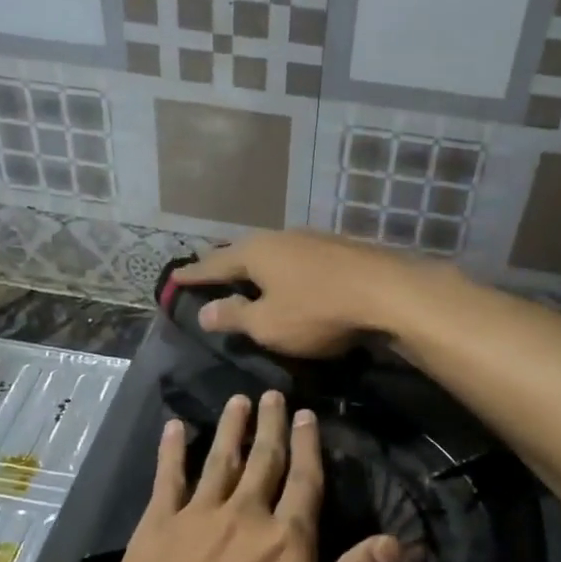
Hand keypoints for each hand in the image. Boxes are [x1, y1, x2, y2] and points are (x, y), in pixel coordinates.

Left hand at [85, 390, 401, 561]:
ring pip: (219, 460)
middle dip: (272, 426)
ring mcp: (195, 519)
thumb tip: (393, 541)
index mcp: (286, 543)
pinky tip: (174, 428)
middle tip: (273, 393)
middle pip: (264, 460)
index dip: (309, 446)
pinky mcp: (154, 530)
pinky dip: (172, 451)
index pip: (306, 482)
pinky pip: (167, 478)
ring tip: (238, 400)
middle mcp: (244, 517)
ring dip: (231, 428)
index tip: (308, 414)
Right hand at [173, 231, 421, 358]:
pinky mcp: (339, 249)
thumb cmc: (317, 310)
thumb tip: (206, 311)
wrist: (387, 292)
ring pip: (274, 252)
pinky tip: (291, 277)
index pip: (215, 264)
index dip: (194, 274)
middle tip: (208, 270)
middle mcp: (280, 237)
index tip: (173, 277)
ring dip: (258, 265)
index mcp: (256, 253)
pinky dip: (285, 269)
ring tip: (248, 275)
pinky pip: (298, 259)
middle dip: (225, 263)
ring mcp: (313, 240)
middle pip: (244, 251)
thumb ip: (235, 317)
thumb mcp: (268, 324)